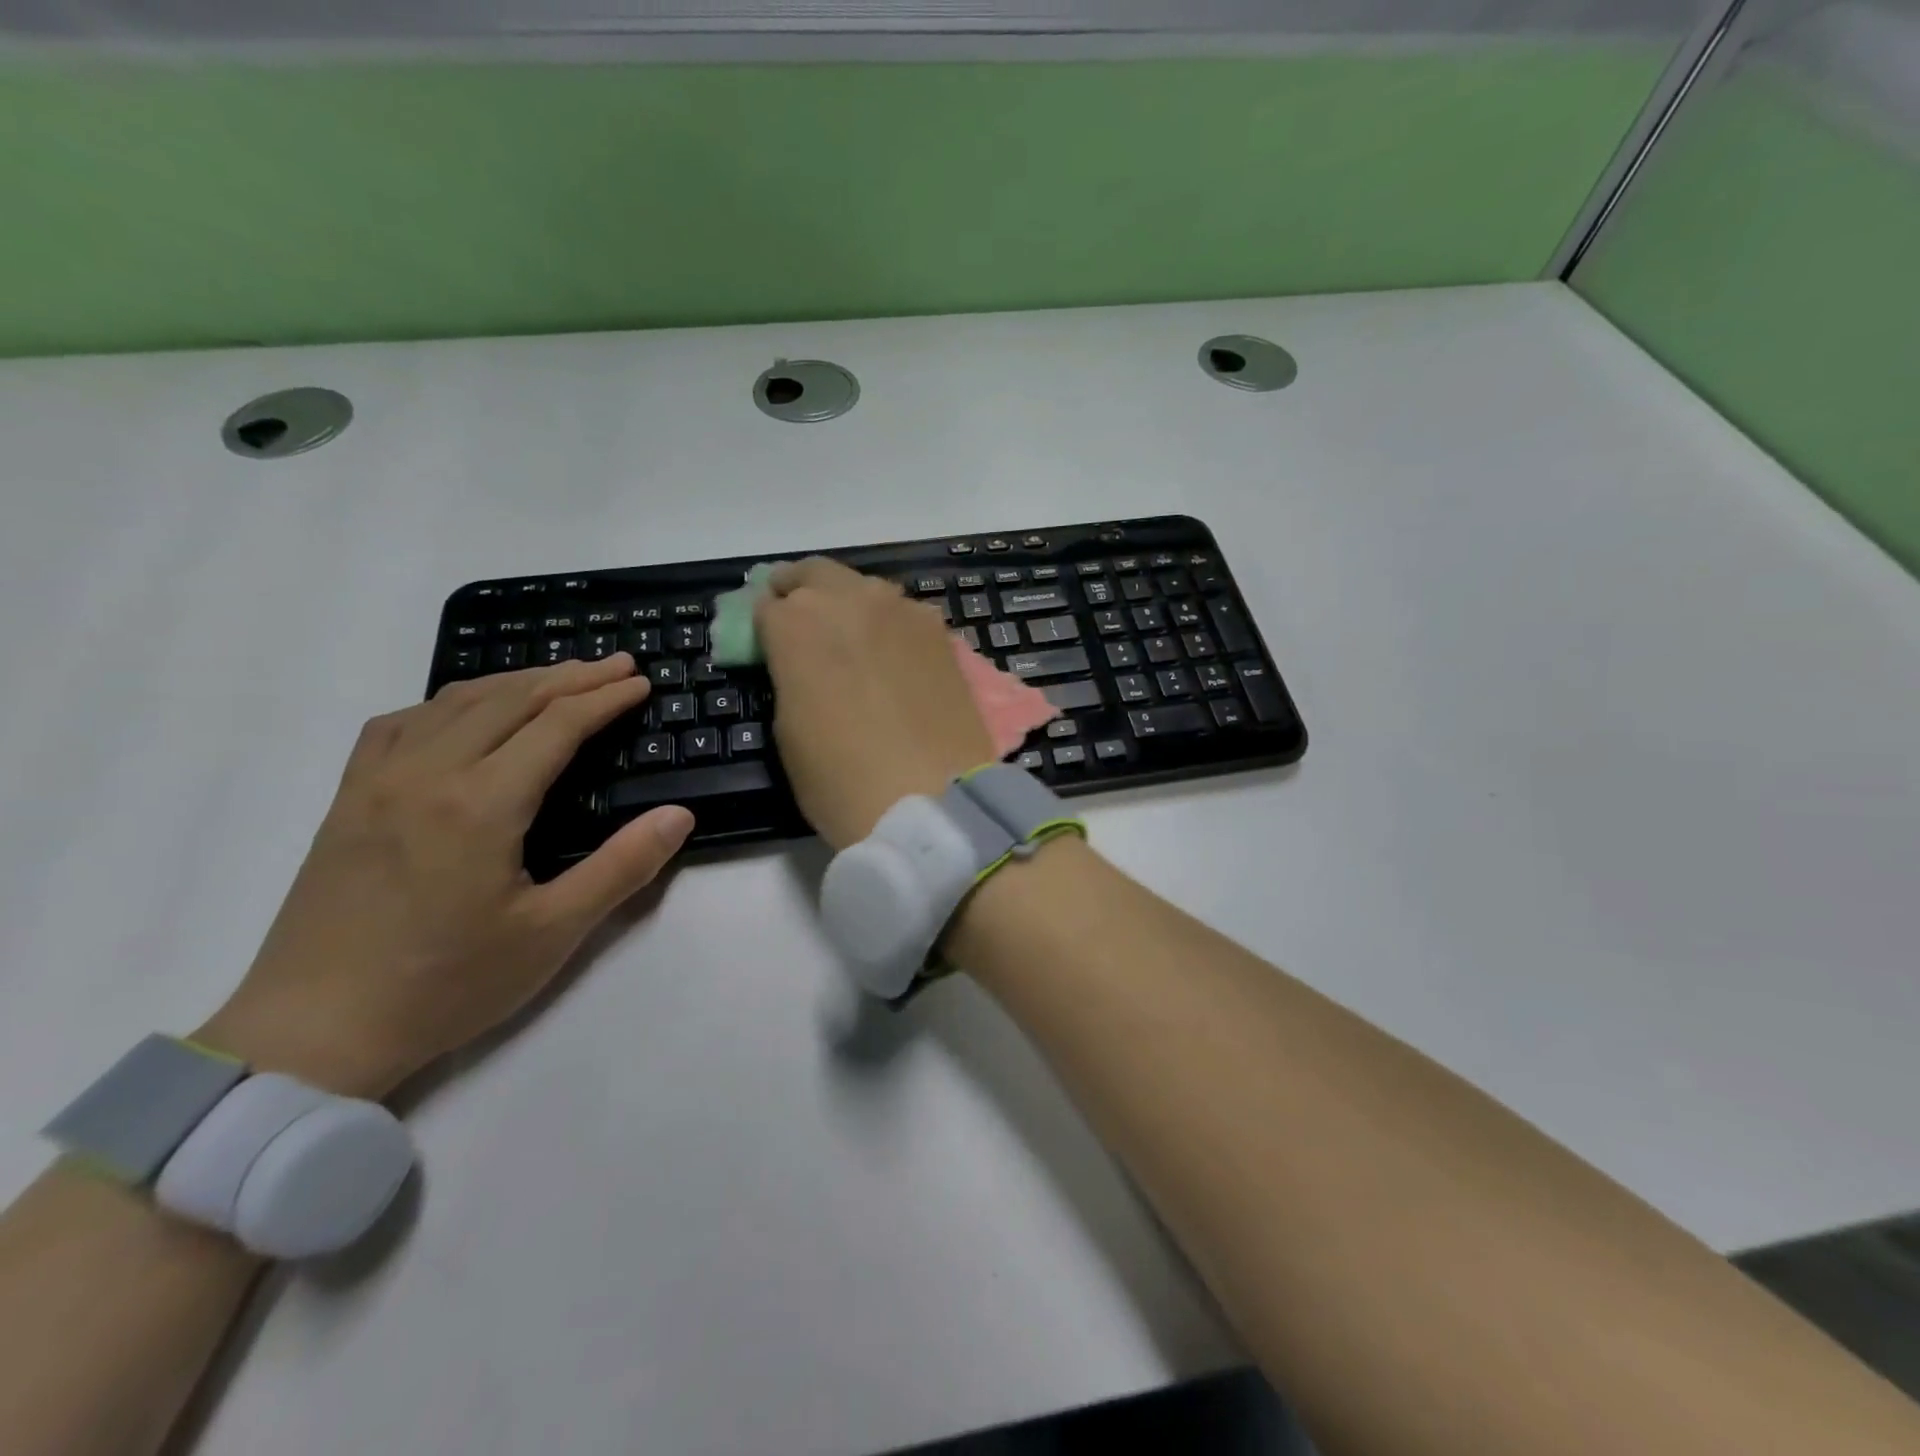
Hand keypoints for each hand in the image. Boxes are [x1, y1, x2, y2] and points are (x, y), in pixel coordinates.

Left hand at [196, 654, 694, 1099]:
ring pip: (456, 702)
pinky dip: (451, 703)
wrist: (314, 1032)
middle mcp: (427, 773)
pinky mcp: (349, 799)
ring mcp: (378, 781)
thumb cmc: (447, 984)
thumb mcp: (553, 933)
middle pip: (510, 699)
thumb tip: (679, 815)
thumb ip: (622, 867)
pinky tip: (467, 713)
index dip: (605, 699)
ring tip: (561, 678)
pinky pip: (402, 723)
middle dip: (571, 676)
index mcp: (481, 804)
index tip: (642, 683)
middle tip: (618, 665)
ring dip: (517, 682)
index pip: (557, 725)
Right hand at [754, 557, 993, 848]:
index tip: (766, 643)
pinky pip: (902, 612)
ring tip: (849, 640)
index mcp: (796, 623)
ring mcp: (900, 610)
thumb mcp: (788, 730)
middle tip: (800, 622)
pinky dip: (888, 623)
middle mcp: (848, 599)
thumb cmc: (842, 779)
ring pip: (862, 587)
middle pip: (813, 575)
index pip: (764, 605)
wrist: (932, 800)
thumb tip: (796, 661)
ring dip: (846, 602)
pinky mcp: (939, 631)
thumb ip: (788, 676)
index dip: (762, 625)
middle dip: (799, 592)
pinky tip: (892, 655)